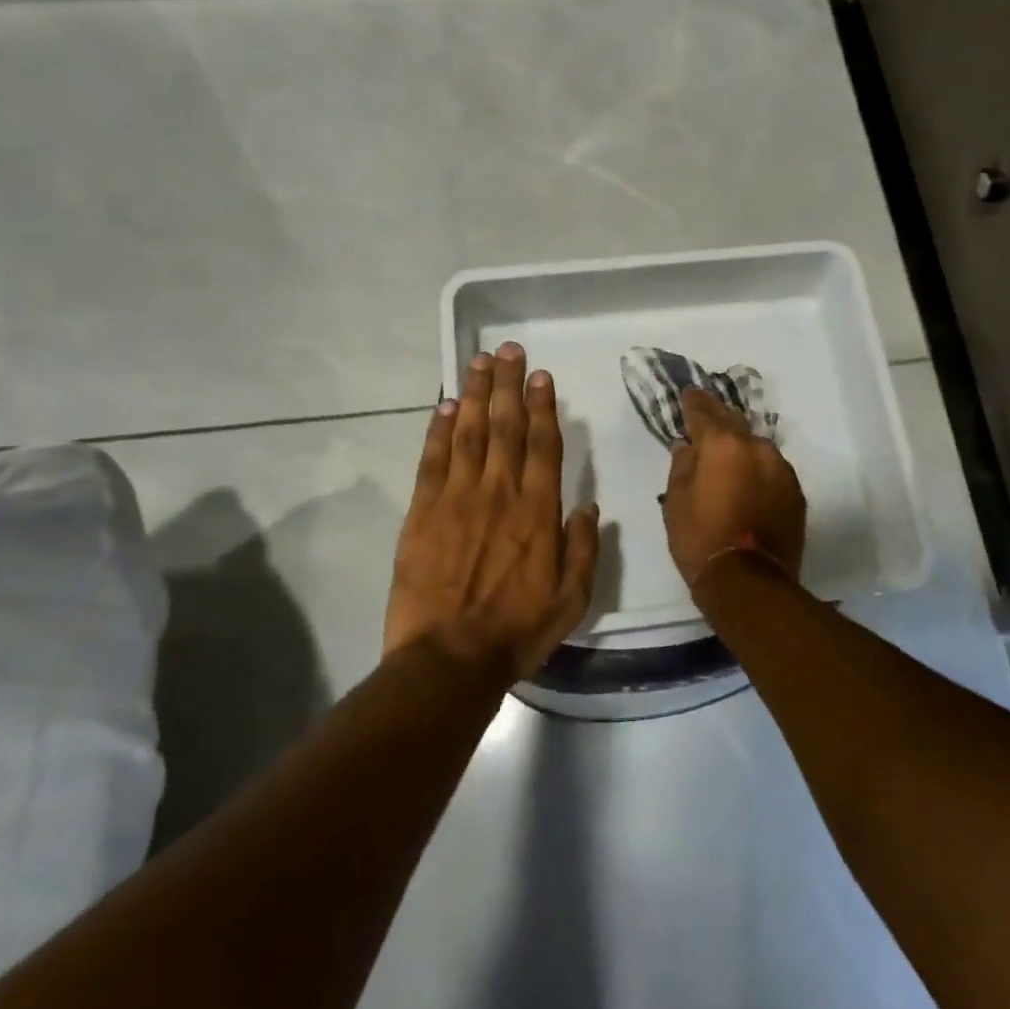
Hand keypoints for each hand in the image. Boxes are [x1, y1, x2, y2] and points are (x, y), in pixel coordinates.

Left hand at [384, 342, 599, 680]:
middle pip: (504, 425)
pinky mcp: (422, 512)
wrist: (448, 659)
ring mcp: (456, 498)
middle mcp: (499, 492)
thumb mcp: (572, 599)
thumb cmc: (516, 631)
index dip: (543, 406)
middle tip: (509, 349)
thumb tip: (587, 505)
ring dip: (473, 393)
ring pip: (467, 433)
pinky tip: (442, 406)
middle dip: (507, 384)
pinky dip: (437, 430)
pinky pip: (431, 460)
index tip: (541, 376)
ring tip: (478, 361)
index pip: (543, 444)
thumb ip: (583, 548)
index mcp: (538, 511)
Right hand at [661, 387, 806, 589]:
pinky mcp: (795, 492)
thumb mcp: (675, 501)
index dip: (693, 402)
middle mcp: (756, 447)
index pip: (704, 412)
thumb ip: (682, 466)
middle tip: (705, 410)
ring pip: (756, 446)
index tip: (687, 394)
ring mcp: (781, 469)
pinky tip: (748, 478)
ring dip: (740, 445)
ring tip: (727, 451)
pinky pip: (770, 469)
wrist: (750, 582)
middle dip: (718, 416)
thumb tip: (688, 446)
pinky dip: (757, 468)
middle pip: (734, 422)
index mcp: (723, 444)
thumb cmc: (701, 539)